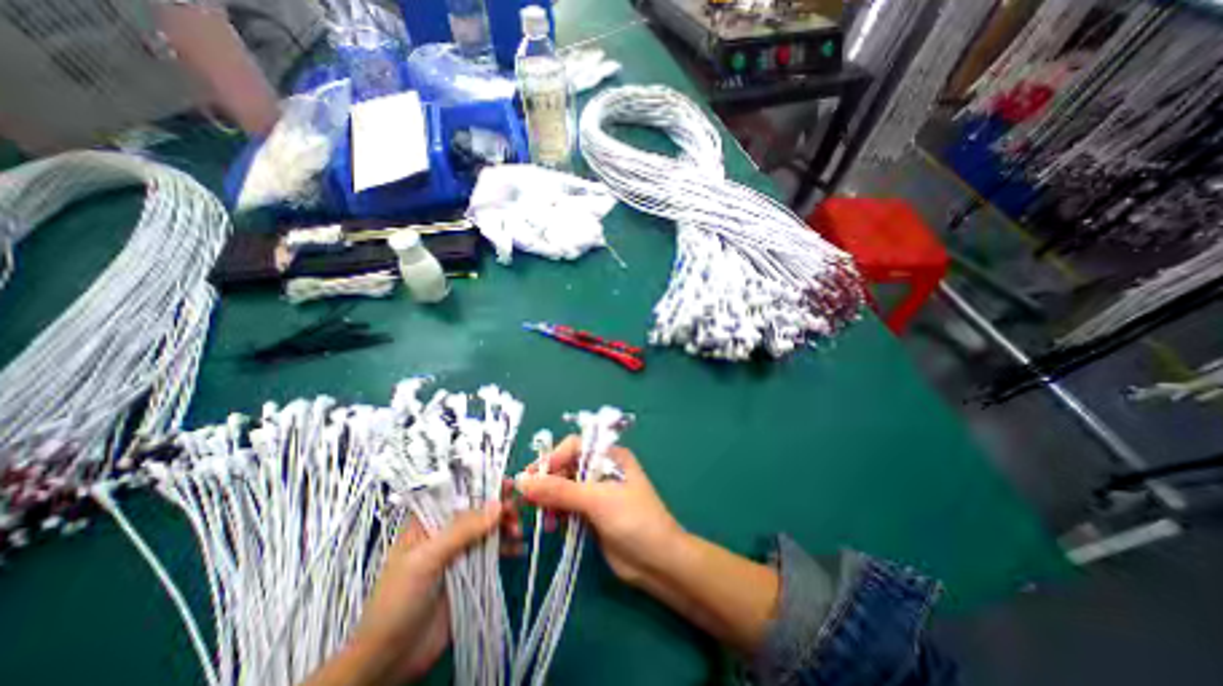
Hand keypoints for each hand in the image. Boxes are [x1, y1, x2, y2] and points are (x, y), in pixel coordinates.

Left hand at [309, 483, 522, 684]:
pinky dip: (508, 548)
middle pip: (479, 509)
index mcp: (428, 521)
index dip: (483, 484)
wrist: (390, 660)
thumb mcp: (426, 560)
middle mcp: (446, 531)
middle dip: (499, 507)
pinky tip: (519, 549)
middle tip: (516, 512)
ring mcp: (460, 552)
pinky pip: (494, 552)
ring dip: (506, 526)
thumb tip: (497, 505)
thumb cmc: (398, 601)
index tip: (507, 484)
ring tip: (517, 533)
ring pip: (489, 529)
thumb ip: (461, 531)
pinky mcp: (472, 572)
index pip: (459, 492)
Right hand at [516, 438, 782, 652]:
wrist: (662, 564)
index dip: (552, 457)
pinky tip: (555, 527)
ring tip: (547, 519)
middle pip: (567, 462)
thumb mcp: (598, 502)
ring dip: (552, 498)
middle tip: (532, 501)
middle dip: (548, 478)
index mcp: (613, 454)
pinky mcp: (595, 511)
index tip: (532, 478)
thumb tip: (525, 479)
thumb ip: (561, 488)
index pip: (575, 443)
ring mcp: (600, 488)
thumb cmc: (640, 525)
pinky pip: (568, 503)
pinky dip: (558, 512)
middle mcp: (606, 466)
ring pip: (565, 483)